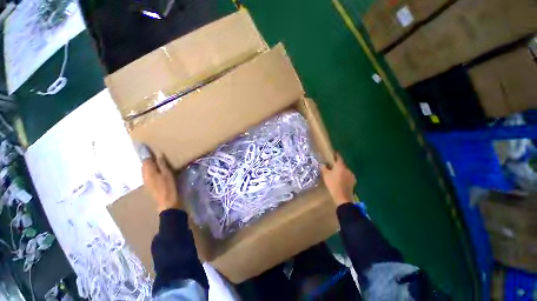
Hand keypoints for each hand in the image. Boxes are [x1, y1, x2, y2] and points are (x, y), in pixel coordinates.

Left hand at [142, 154, 181, 212]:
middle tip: (154, 152)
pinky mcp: (149, 185)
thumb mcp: (167, 174)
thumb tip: (158, 154)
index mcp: (148, 171)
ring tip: (157, 160)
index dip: (146, 152)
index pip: (145, 159)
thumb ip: (162, 164)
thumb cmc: (168, 187)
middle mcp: (144, 175)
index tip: (148, 146)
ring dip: (150, 164)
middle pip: (145, 164)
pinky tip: (158, 170)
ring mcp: (146, 181)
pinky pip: (149, 174)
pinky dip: (152, 170)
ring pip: (146, 169)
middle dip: (148, 158)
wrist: (166, 202)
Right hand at [321, 153, 355, 205]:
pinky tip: (341, 181)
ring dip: (341, 172)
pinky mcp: (353, 181)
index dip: (336, 155)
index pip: (339, 158)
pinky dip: (344, 177)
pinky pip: (348, 177)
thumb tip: (322, 164)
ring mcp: (351, 175)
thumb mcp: (325, 175)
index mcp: (340, 166)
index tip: (334, 154)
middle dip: (337, 165)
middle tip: (332, 167)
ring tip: (336, 175)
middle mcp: (347, 169)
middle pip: (342, 165)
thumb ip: (323, 168)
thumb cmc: (332, 184)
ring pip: (345, 171)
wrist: (342, 196)